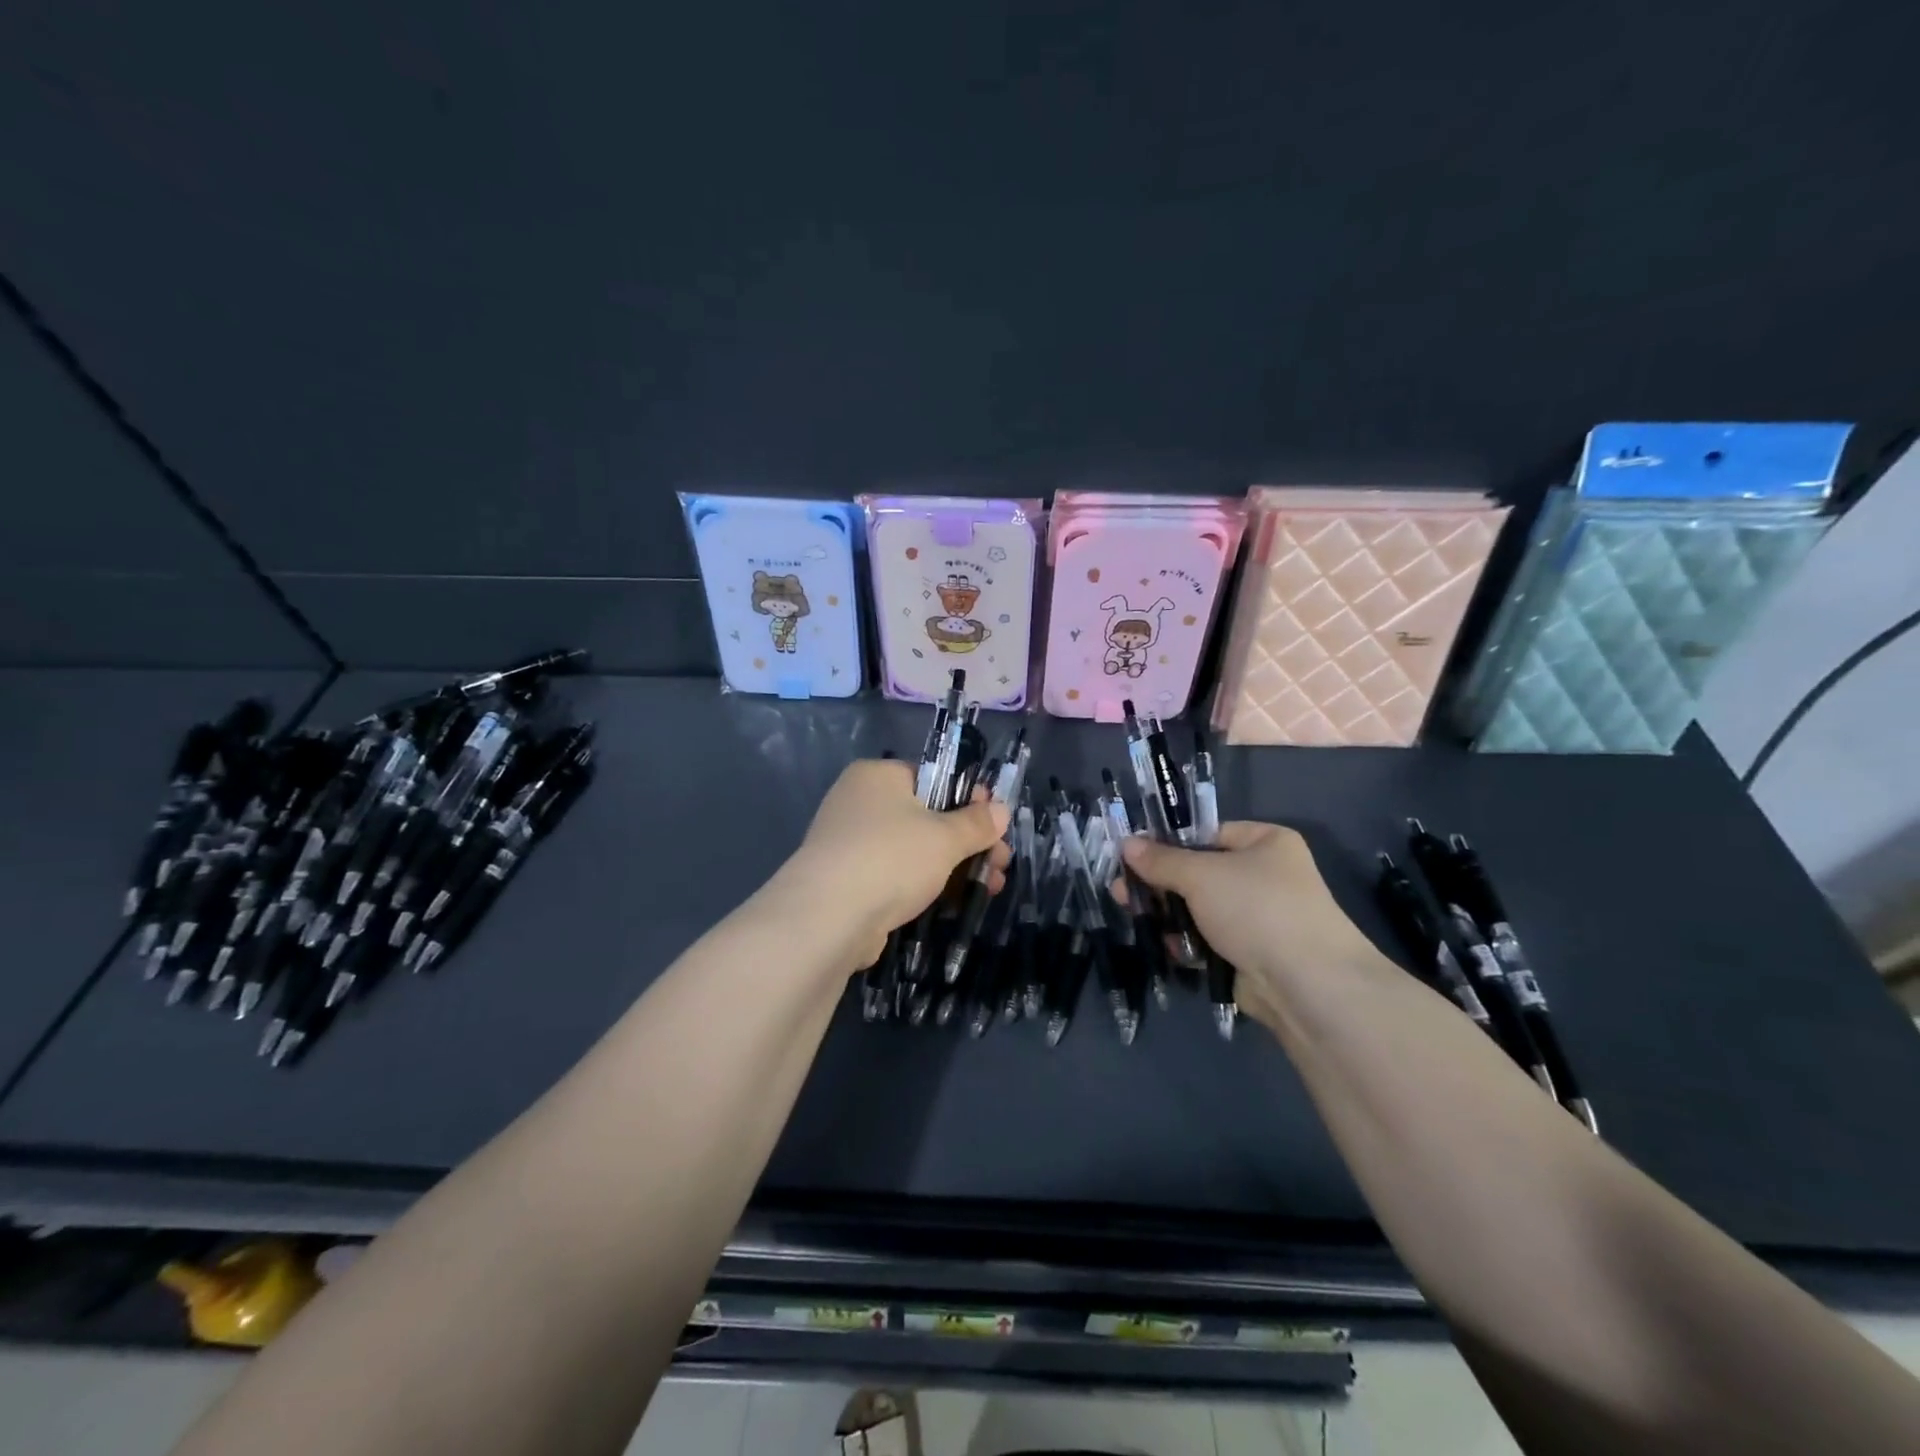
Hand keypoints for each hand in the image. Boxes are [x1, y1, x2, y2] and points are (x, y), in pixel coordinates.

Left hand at [777, 759, 1010, 967]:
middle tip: (1001, 864)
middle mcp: (858, 802)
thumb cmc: (891, 858)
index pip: (932, 777)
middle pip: (926, 815)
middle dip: (969, 841)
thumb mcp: (945, 838)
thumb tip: (1000, 810)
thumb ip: (976, 824)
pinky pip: (895, 875)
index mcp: (877, 776)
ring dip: (954, 866)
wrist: (827, 917)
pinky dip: (924, 886)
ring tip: (991, 888)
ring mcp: (849, 843)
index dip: (969, 799)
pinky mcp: (847, 881)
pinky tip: (955, 903)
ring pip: (913, 849)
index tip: (996, 825)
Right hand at [1121, 823, 1385, 1025]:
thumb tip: (1126, 844)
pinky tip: (1166, 946)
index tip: (1132, 854)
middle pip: (1199, 872)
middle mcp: (1266, 875)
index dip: (1168, 842)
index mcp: (1266, 842)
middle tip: (1121, 890)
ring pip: (1200, 908)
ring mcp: (1260, 917)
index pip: (1207, 832)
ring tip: (1134, 915)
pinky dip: (1188, 942)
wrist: (1307, 984)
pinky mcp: (1251, 952)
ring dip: (1169, 914)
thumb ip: (1160, 860)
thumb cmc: (1256, 909)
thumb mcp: (1200, 875)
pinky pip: (1209, 939)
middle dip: (1160, 882)